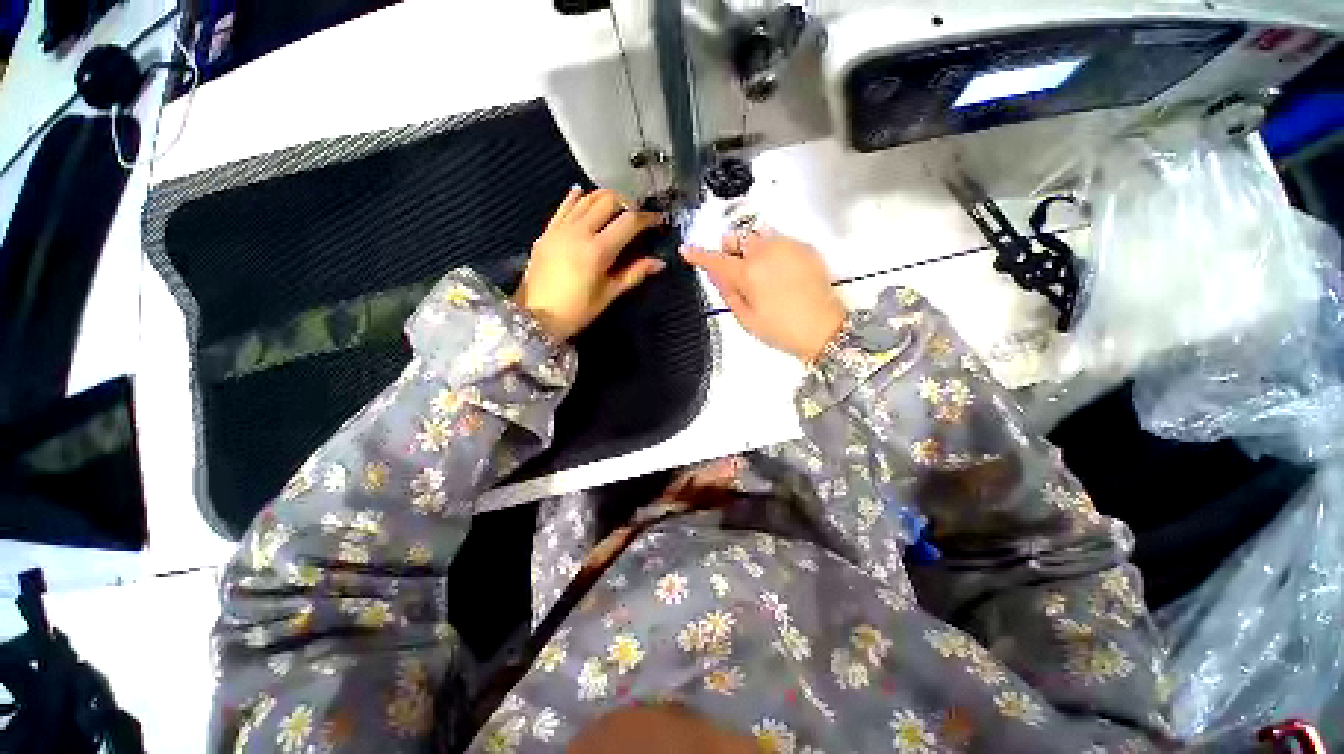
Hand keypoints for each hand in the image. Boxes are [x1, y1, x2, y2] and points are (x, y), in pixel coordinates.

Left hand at [515, 187, 666, 339]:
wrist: (536, 315)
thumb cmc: (577, 310)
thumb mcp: (609, 294)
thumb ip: (634, 274)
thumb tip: (659, 263)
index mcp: (598, 250)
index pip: (629, 222)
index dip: (647, 218)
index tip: (658, 220)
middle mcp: (580, 231)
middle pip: (608, 201)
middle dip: (627, 203)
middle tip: (637, 215)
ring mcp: (561, 228)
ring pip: (586, 199)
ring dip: (605, 198)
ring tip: (616, 207)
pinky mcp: (548, 231)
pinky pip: (564, 206)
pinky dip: (576, 197)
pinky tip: (581, 192)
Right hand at [682, 230, 845, 361]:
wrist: (823, 328)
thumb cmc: (781, 329)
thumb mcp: (745, 318)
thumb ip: (727, 291)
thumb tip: (714, 273)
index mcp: (748, 273)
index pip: (716, 259)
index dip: (698, 255)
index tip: (686, 251)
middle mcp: (766, 252)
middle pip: (737, 236)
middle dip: (730, 249)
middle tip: (736, 270)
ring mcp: (788, 246)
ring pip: (758, 234)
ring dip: (751, 247)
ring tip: (760, 271)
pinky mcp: (804, 247)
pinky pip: (779, 239)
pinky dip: (772, 250)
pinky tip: (779, 272)